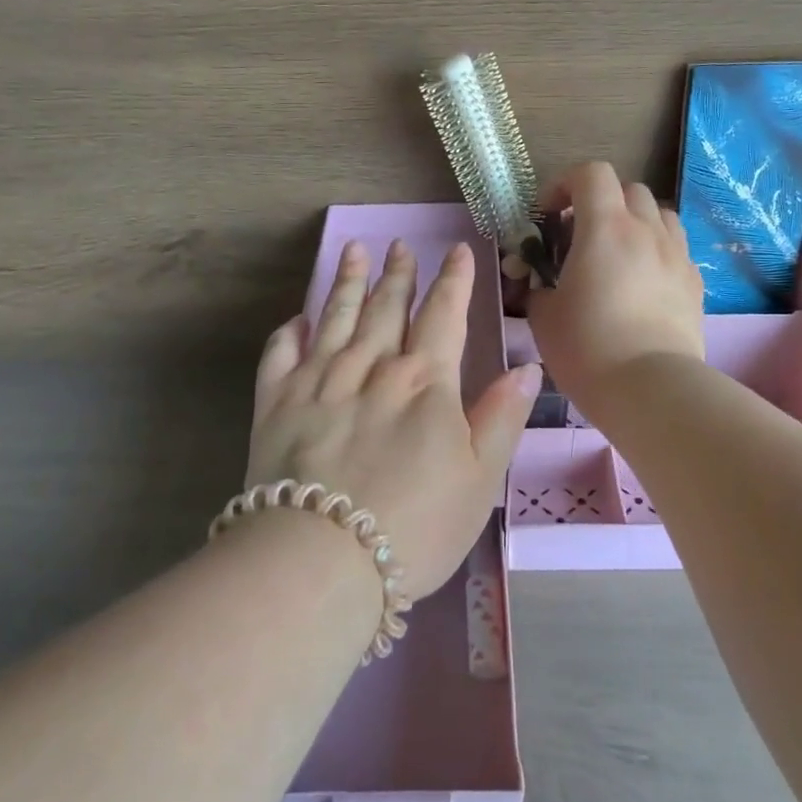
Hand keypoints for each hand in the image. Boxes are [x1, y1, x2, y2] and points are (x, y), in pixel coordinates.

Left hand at [245, 239, 540, 600]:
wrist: (322, 558)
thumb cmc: (416, 526)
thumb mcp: (480, 479)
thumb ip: (501, 418)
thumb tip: (526, 367)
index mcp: (424, 382)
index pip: (443, 315)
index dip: (453, 281)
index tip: (456, 251)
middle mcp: (371, 368)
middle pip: (387, 308)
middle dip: (398, 273)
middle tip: (399, 244)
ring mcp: (319, 382)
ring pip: (336, 318)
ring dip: (348, 282)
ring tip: (353, 251)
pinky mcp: (275, 404)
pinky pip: (281, 354)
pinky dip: (289, 332)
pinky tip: (296, 319)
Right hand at [528, 162, 704, 410]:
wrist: (650, 389)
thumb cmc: (587, 347)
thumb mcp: (544, 316)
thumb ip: (540, 287)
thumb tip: (544, 285)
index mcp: (605, 228)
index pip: (591, 174)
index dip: (565, 184)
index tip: (548, 215)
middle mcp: (646, 230)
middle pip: (628, 189)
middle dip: (601, 202)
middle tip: (580, 236)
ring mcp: (676, 255)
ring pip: (659, 214)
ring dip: (635, 222)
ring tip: (617, 254)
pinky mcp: (695, 282)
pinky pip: (675, 248)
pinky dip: (656, 251)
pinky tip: (643, 283)